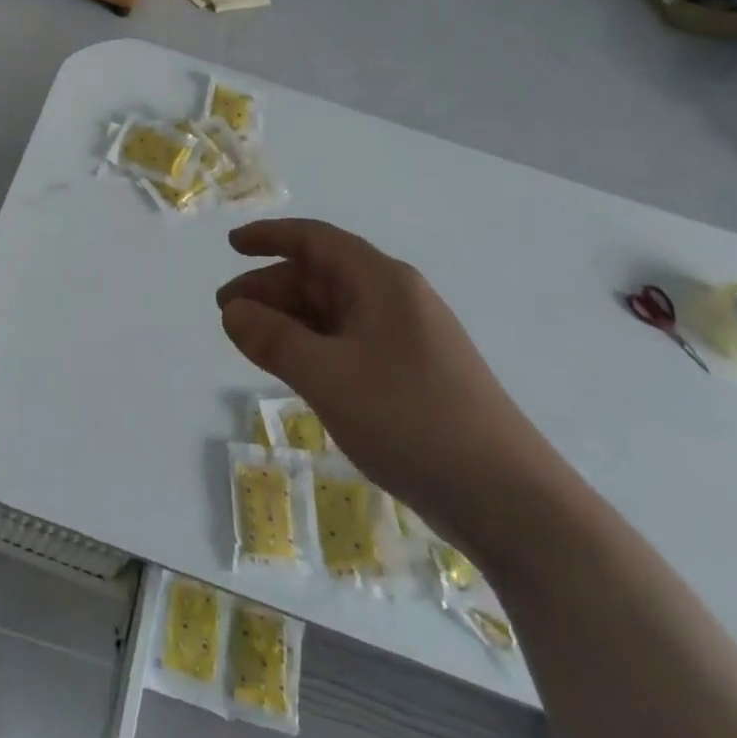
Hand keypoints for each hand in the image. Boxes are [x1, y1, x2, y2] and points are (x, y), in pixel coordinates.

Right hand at [217, 218, 560, 555]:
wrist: (510, 500)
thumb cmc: (412, 421)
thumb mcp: (328, 377)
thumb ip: (273, 339)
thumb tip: (232, 311)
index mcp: (381, 281)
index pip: (316, 240)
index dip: (269, 237)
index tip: (231, 245)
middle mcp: (396, 298)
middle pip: (321, 277)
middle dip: (270, 289)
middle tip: (226, 314)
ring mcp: (409, 337)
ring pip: (335, 312)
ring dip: (290, 321)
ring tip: (251, 343)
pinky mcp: (415, 374)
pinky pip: (351, 342)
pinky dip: (315, 347)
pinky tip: (296, 370)